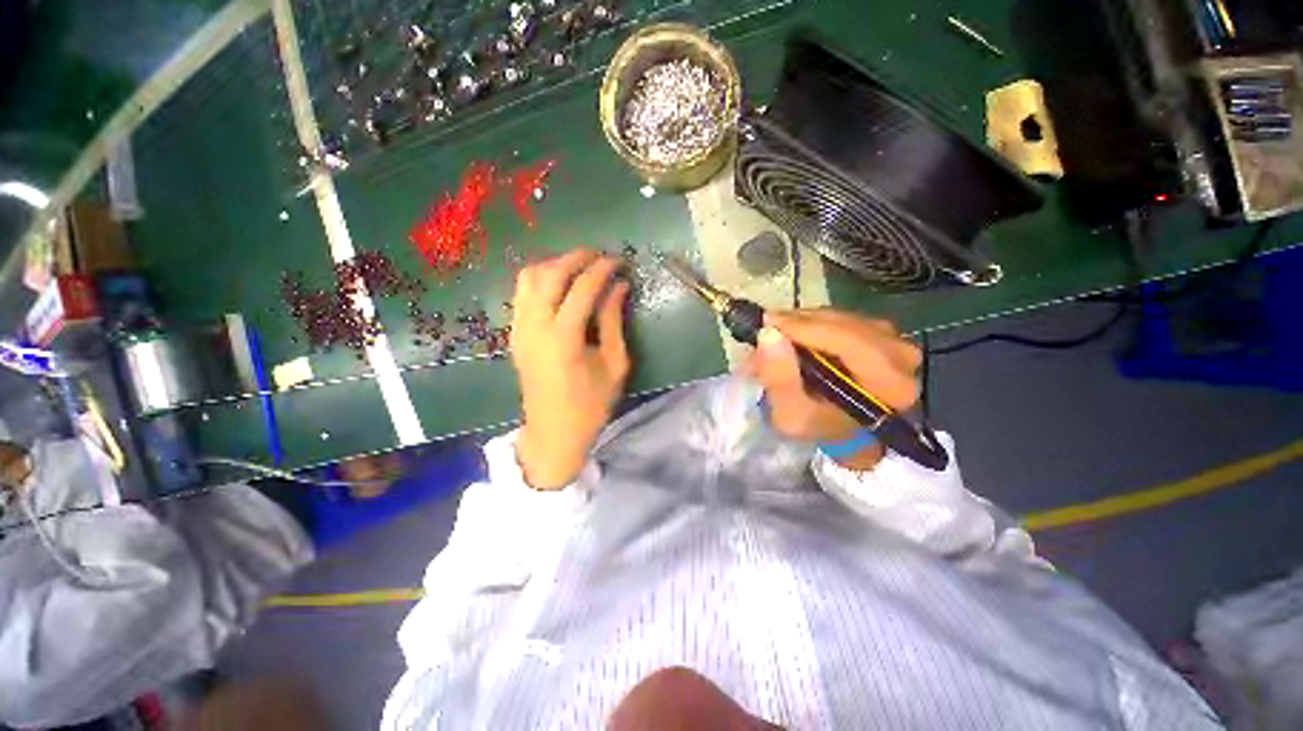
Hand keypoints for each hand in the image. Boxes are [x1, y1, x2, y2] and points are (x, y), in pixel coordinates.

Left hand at [510, 249, 630, 488]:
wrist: (553, 433)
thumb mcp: (614, 364)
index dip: (602, 269)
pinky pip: (521, 293)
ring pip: (529, 277)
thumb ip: (614, 321)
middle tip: (600, 256)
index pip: (582, 288)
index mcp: (563, 337)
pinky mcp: (514, 334)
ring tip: (580, 267)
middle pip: (551, 273)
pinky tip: (559, 285)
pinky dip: (540, 279)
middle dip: (577, 258)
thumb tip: (619, 286)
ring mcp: (519, 329)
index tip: (620, 260)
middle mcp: (535, 326)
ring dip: (555, 265)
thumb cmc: (591, 404)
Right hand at [745, 309, 921, 470]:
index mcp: (891, 384)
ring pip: (842, 317)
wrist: (846, 433)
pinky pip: (844, 318)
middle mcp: (903, 357)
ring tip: (777, 336)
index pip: (848, 340)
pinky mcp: (884, 333)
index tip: (767, 324)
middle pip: (845, 324)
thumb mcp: (791, 416)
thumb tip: (768, 334)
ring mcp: (896, 341)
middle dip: (799, 324)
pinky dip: (815, 323)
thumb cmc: (820, 428)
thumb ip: (780, 380)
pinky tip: (795, 334)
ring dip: (804, 323)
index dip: (805, 328)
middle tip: (765, 329)